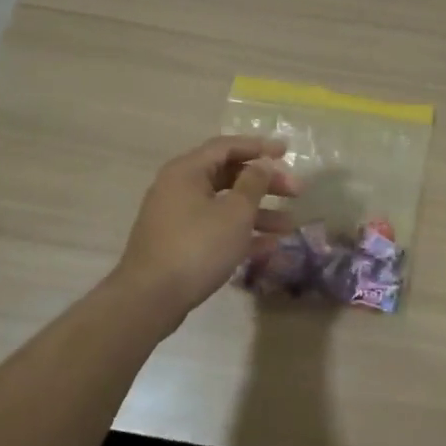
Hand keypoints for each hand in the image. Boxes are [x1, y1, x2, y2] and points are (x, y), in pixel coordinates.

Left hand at [111, 135, 301, 321]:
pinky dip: (240, 232)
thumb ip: (254, 183)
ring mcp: (177, 217)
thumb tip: (262, 164)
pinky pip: (215, 228)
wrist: (150, 298)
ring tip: (289, 226)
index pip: (227, 146)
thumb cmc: (197, 246)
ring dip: (258, 212)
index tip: (287, 152)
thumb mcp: (235, 212)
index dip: (259, 147)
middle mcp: (179, 187)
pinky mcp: (179, 243)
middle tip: (296, 192)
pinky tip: (269, 246)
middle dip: (264, 184)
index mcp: (187, 171)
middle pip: (228, 176)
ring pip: (224, 205)